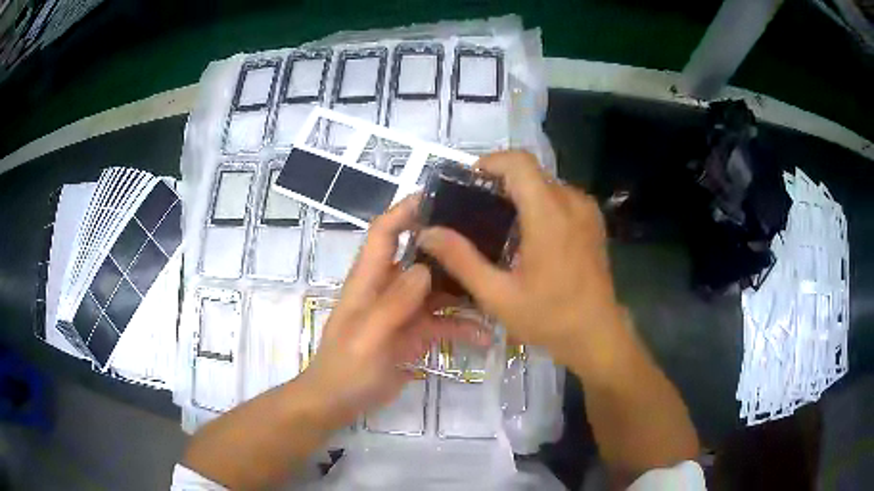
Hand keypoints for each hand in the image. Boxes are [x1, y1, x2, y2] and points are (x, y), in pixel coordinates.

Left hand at [297, 196, 485, 429]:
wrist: (339, 402)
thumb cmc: (346, 367)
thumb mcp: (368, 336)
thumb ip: (394, 303)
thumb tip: (425, 269)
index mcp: (369, 279)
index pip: (384, 232)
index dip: (406, 210)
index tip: (440, 197)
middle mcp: (389, 287)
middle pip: (420, 255)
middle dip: (449, 246)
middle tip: (489, 239)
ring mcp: (405, 311)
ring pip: (439, 288)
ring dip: (465, 288)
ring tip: (497, 285)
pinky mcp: (417, 333)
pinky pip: (445, 322)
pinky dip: (464, 326)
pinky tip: (487, 336)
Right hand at [417, 151, 624, 369]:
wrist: (597, 333)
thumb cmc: (549, 317)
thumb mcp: (498, 295)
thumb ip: (461, 260)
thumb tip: (427, 232)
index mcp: (548, 215)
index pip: (519, 162)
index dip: (490, 162)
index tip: (469, 182)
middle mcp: (571, 202)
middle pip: (530, 171)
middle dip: (500, 181)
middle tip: (475, 210)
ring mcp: (586, 210)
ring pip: (545, 183)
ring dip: (520, 193)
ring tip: (499, 224)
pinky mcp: (593, 220)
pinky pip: (560, 196)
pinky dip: (539, 203)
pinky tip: (527, 234)